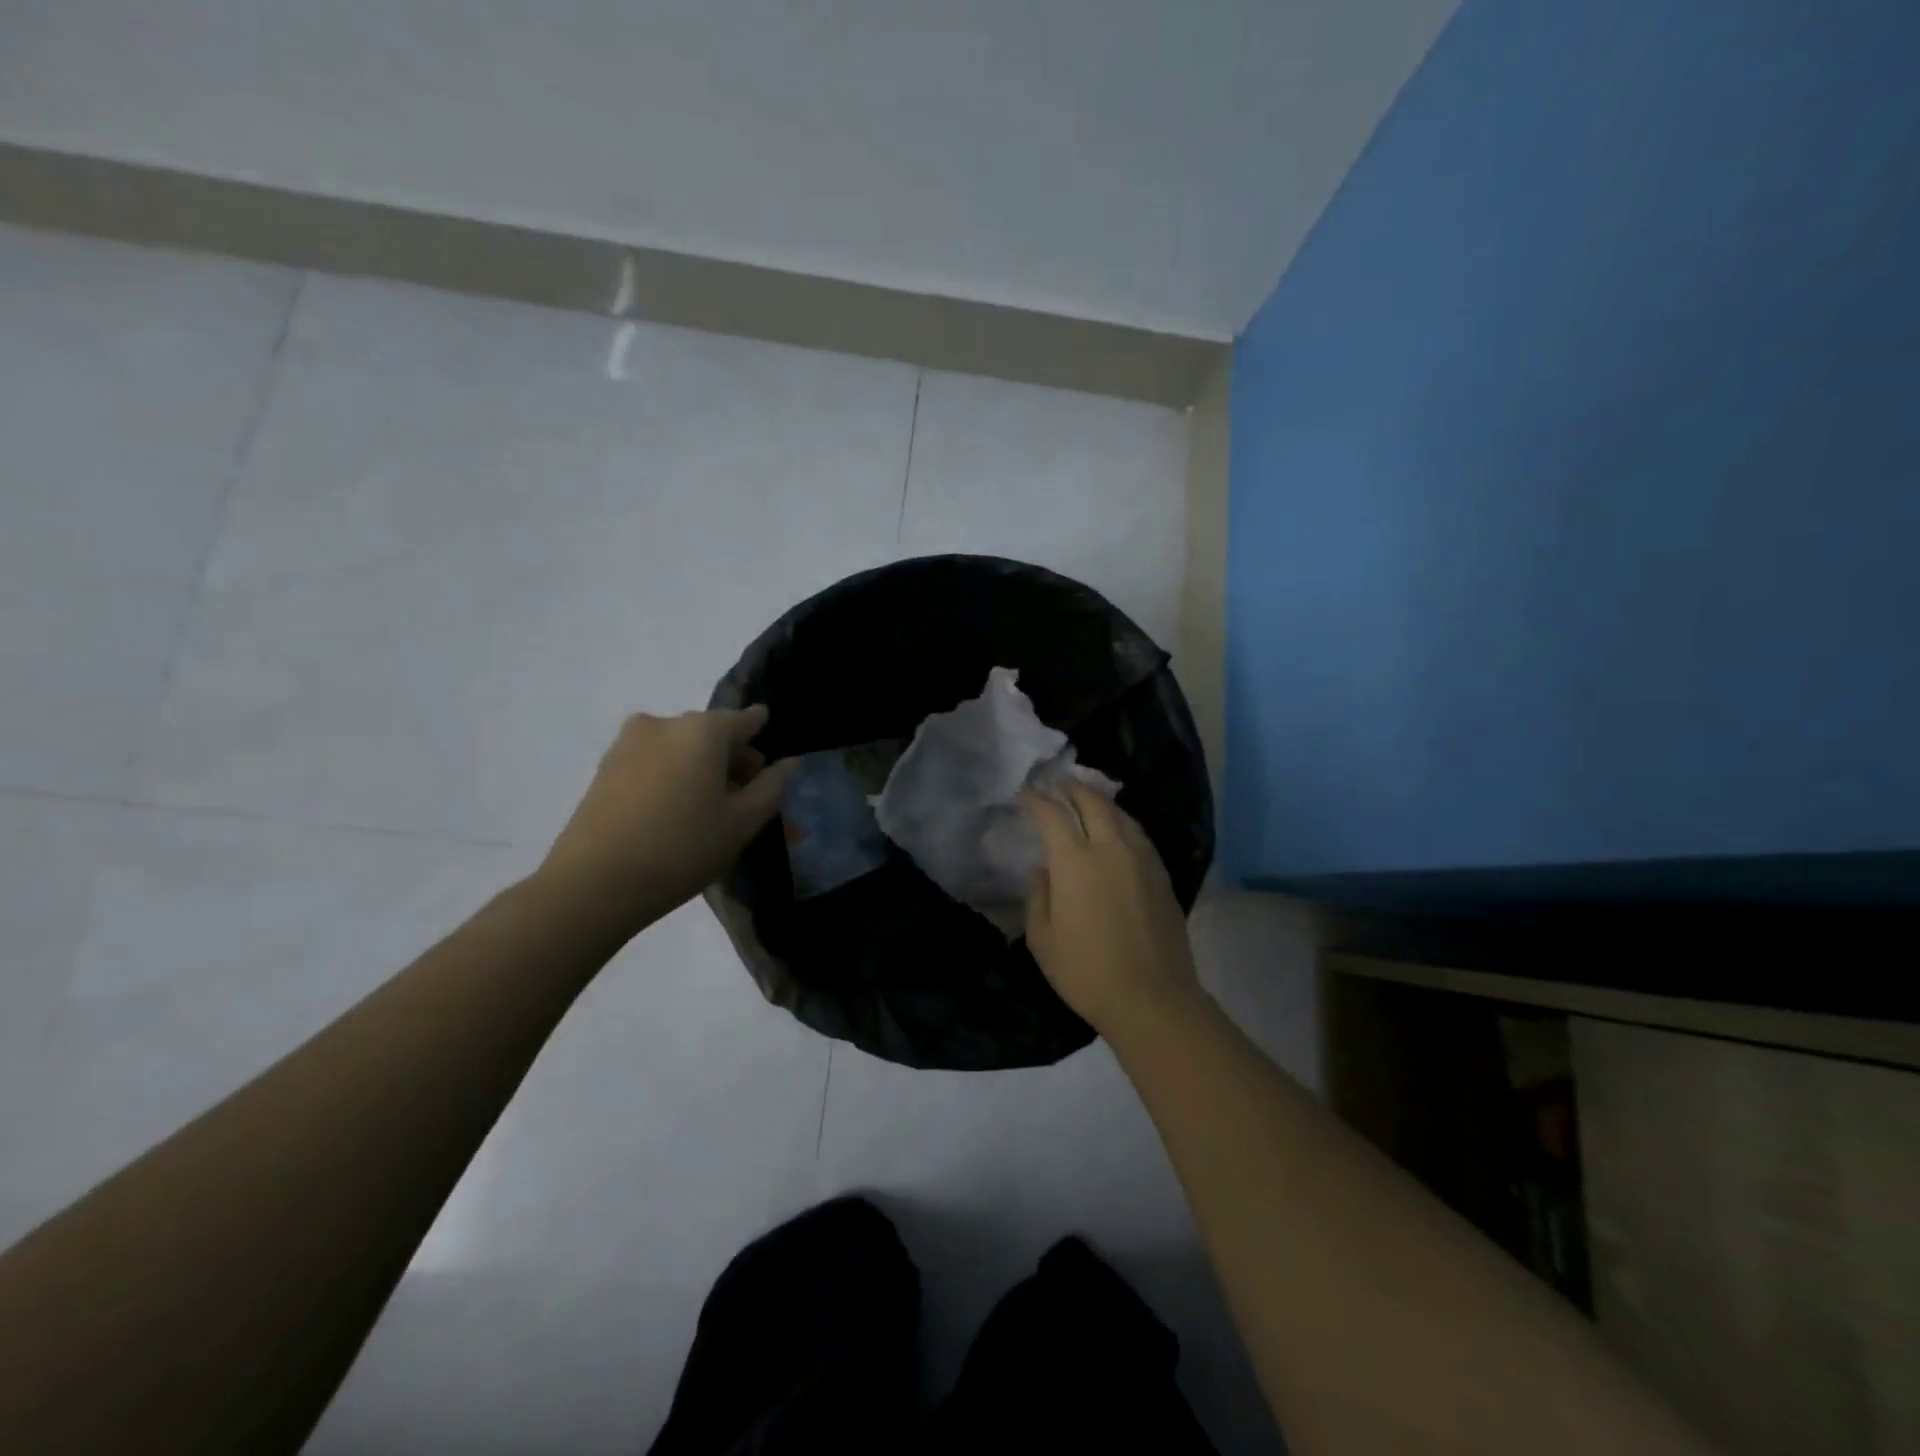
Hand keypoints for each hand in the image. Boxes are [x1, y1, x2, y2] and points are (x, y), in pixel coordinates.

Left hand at [538, 706, 794, 938]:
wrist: (594, 884)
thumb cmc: (683, 848)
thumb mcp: (742, 823)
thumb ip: (772, 787)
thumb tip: (789, 763)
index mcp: (703, 730)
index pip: (746, 720)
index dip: (762, 735)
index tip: (769, 760)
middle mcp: (664, 723)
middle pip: (712, 734)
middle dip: (733, 760)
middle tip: (745, 798)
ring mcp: (628, 743)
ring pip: (681, 748)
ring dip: (701, 770)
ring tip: (708, 811)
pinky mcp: (605, 766)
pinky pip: (654, 761)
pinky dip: (673, 777)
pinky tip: (675, 814)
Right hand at [1021, 782, 1203, 1040]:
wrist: (1153, 999)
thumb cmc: (1086, 972)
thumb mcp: (1042, 940)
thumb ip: (1038, 896)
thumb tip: (1042, 869)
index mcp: (1075, 862)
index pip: (1053, 815)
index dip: (1036, 800)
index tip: (1025, 794)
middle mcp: (1111, 848)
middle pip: (1092, 802)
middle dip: (1071, 788)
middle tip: (1058, 784)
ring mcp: (1141, 858)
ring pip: (1120, 813)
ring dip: (1099, 800)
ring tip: (1086, 799)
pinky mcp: (1161, 873)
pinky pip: (1138, 833)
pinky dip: (1121, 821)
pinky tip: (1116, 829)